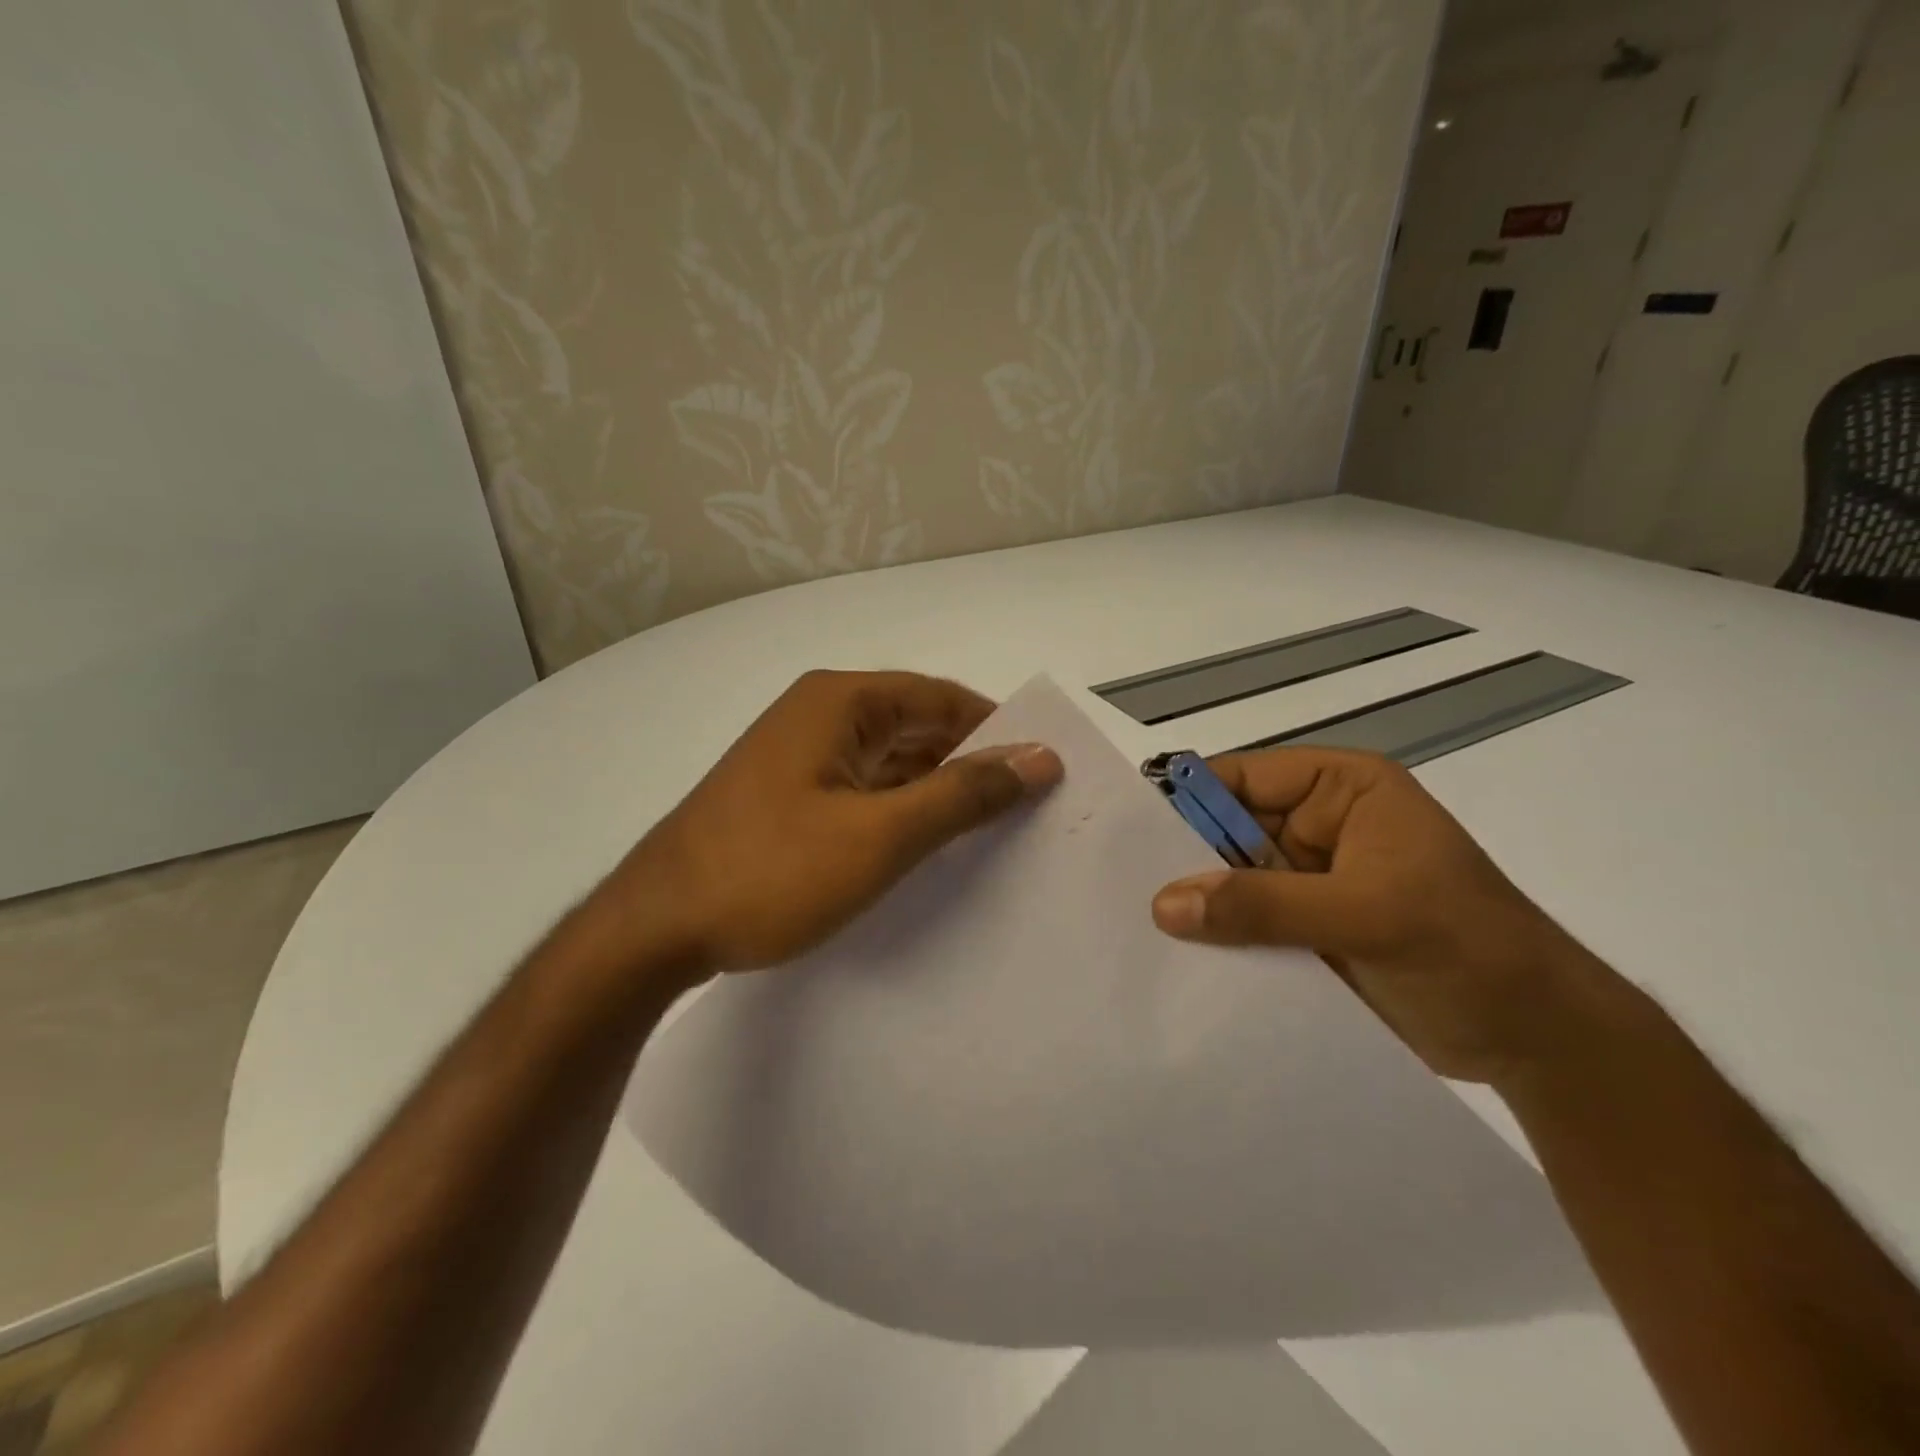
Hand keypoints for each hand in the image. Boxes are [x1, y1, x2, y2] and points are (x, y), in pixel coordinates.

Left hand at [596, 670, 1060, 981]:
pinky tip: (928, 845)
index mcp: (841, 702)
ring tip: (991, 831)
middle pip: (917, 726)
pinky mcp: (788, 796)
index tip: (1043, 770)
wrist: (655, 928)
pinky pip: (863, 788)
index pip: (942, 698)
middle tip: (1027, 808)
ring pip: (890, 761)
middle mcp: (819, 715)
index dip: (997, 730)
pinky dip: (900, 810)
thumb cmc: (772, 871)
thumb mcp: (882, 835)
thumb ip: (964, 794)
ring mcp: (799, 756)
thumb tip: (1039, 757)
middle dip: (970, 763)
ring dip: (936, 790)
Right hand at [1150, 748, 1605, 1085]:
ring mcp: (1309, 880)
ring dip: (1196, 907)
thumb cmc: (1469, 950)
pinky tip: (1176, 963)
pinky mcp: (1305, 929)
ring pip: (1231, 883)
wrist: (1540, 1042)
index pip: (1241, 780)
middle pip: (1227, 831)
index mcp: (1339, 790)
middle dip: (1182, 861)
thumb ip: (1266, 906)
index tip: (1124, 838)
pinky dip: (1217, 942)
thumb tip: (1165, 904)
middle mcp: (1316, 825)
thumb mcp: (1368, 916)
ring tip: (1132, 931)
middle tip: (1117, 891)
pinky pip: (1246, 925)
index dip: (1185, 803)